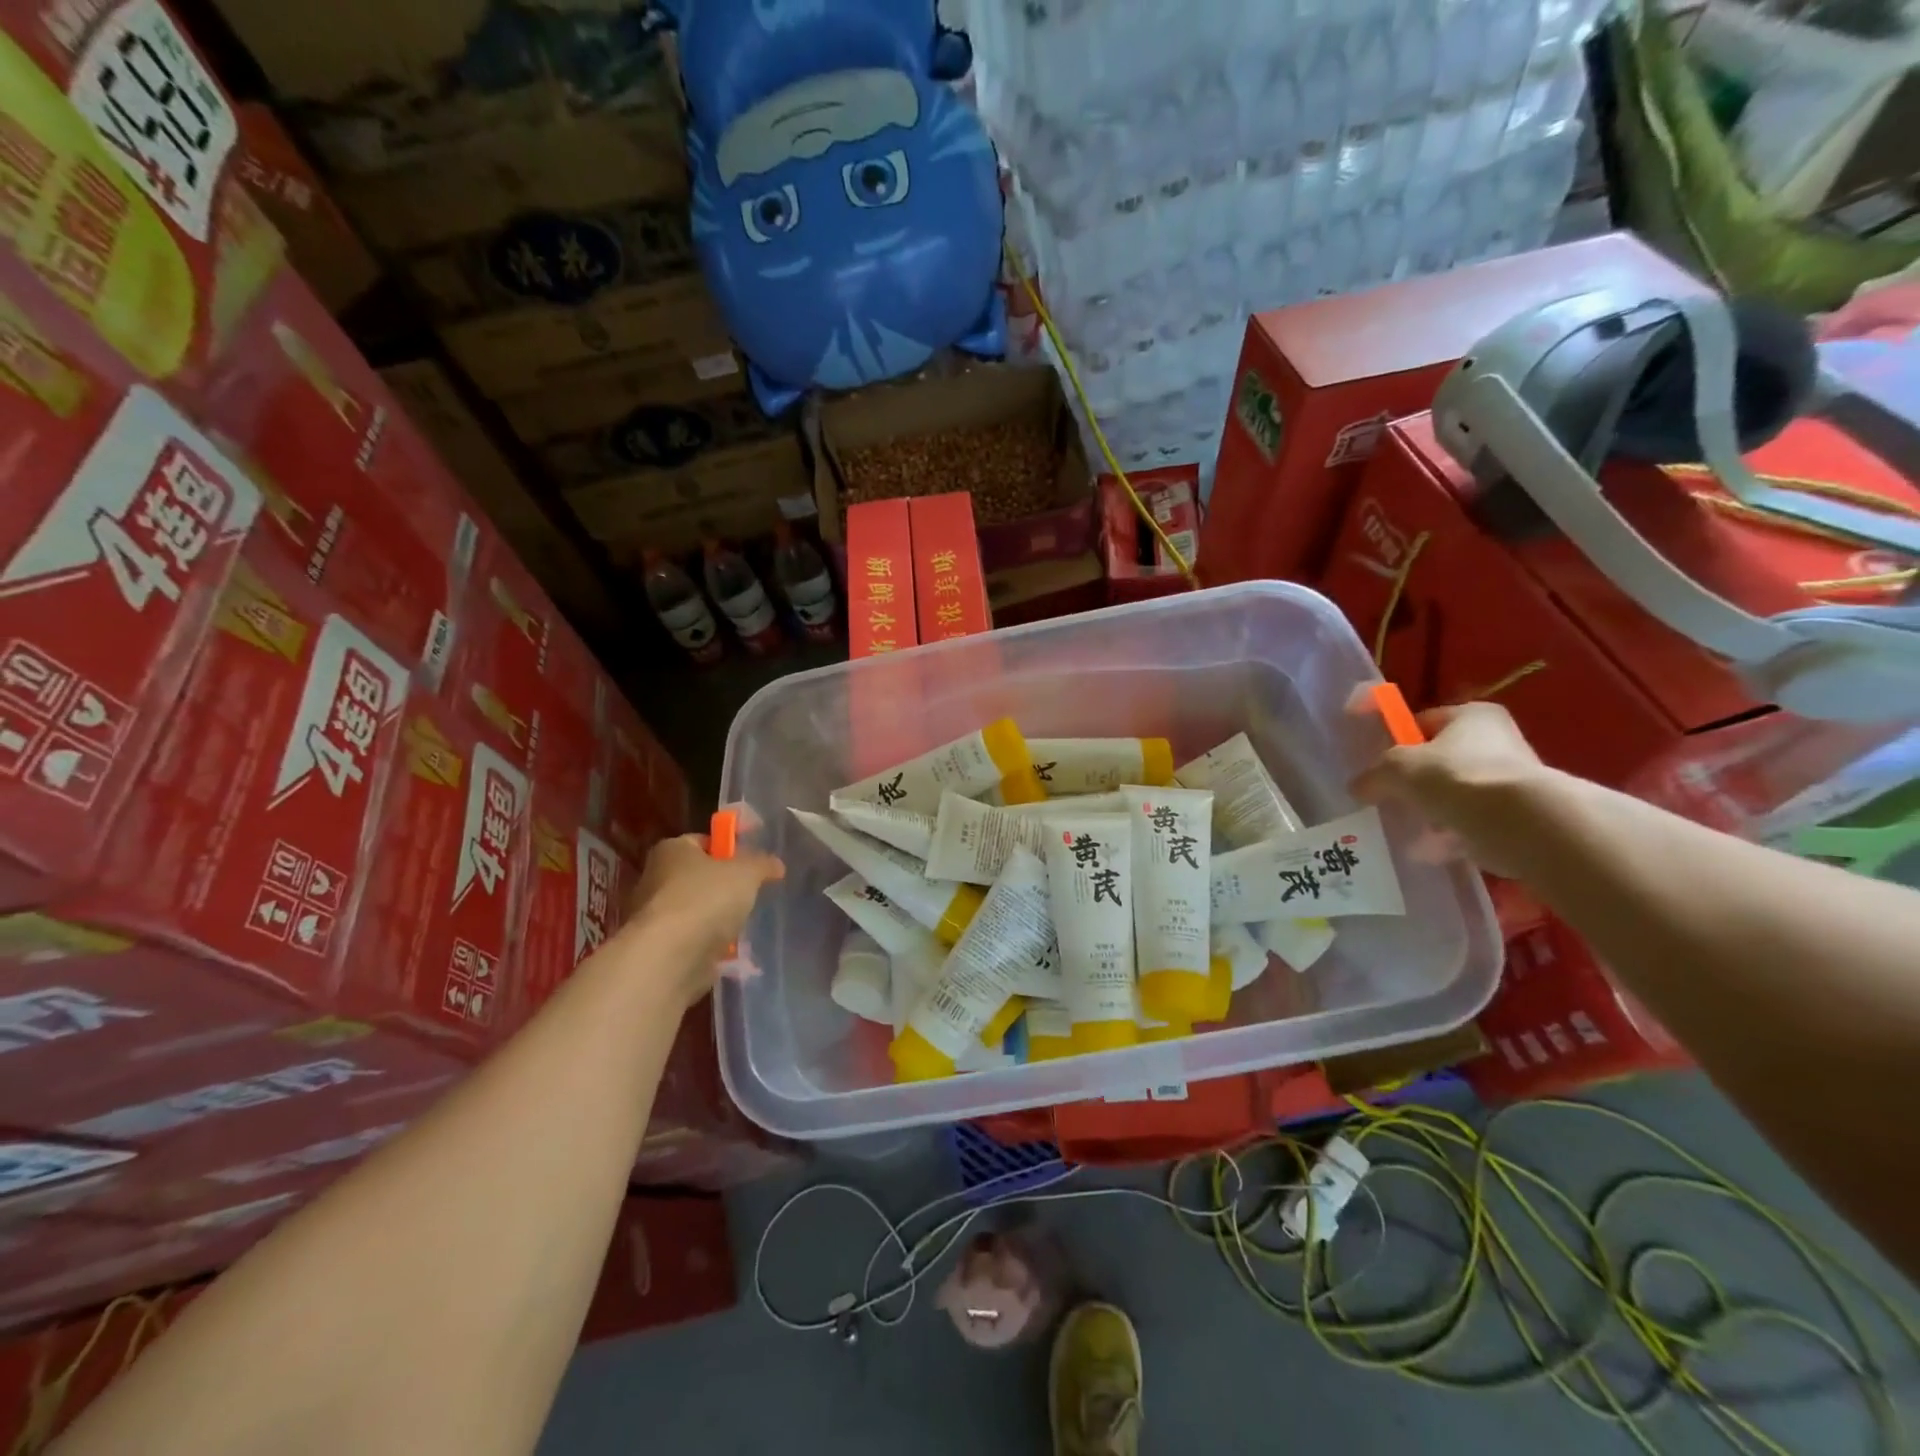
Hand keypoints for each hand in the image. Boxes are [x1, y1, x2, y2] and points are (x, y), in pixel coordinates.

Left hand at [618, 834, 784, 1006]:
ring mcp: (656, 917)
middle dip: (726, 886)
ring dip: (720, 918)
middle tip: (753, 893)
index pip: (704, 841)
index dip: (730, 848)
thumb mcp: (747, 872)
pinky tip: (733, 950)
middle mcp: (657, 879)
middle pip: (700, 877)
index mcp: (672, 851)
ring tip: (746, 924)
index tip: (753, 862)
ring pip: (698, 911)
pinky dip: (712, 945)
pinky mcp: (661, 949)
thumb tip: (776, 864)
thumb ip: (763, 864)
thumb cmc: (706, 899)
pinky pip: (695, 941)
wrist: (670, 958)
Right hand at [1352, 702, 1552, 877]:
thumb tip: (1357, 788)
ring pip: (1456, 793)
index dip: (1397, 740)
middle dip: (1415, 781)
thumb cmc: (1456, 778)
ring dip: (1431, 810)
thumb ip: (1373, 776)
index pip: (1424, 721)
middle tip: (1388, 797)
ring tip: (1405, 827)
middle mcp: (1498, 740)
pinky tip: (1427, 850)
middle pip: (1441, 759)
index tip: (1378, 763)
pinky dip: (1449, 836)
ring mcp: (1512, 780)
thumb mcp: (1397, 769)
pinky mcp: (1519, 816)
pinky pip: (1471, 823)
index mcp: (1472, 715)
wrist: (1522, 824)